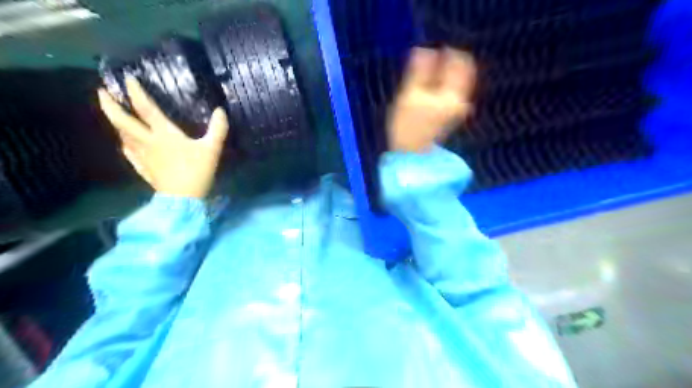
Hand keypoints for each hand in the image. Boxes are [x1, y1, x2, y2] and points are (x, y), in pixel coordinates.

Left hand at [97, 77, 229, 200]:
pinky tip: (126, 144)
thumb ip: (218, 129)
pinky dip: (125, 144)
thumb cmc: (197, 171)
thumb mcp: (212, 149)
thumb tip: (220, 111)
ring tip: (114, 115)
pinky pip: (129, 153)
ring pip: (122, 136)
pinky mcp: (144, 168)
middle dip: (110, 105)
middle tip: (102, 92)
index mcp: (164, 134)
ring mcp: (142, 156)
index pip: (145, 108)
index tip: (127, 78)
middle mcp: (147, 141)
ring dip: (115, 122)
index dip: (135, 92)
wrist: (183, 198)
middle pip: (122, 121)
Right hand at [387, 47, 478, 153]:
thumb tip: (424, 49)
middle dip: (445, 63)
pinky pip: (451, 91)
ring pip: (455, 81)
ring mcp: (457, 109)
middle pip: (461, 71)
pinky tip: (426, 90)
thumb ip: (418, 71)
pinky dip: (441, 85)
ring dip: (442, 74)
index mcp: (453, 94)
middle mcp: (461, 100)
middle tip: (425, 64)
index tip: (430, 52)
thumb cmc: (407, 125)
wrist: (411, 153)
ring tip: (422, 78)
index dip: (447, 52)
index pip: (460, 61)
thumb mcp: (409, 95)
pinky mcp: (452, 114)